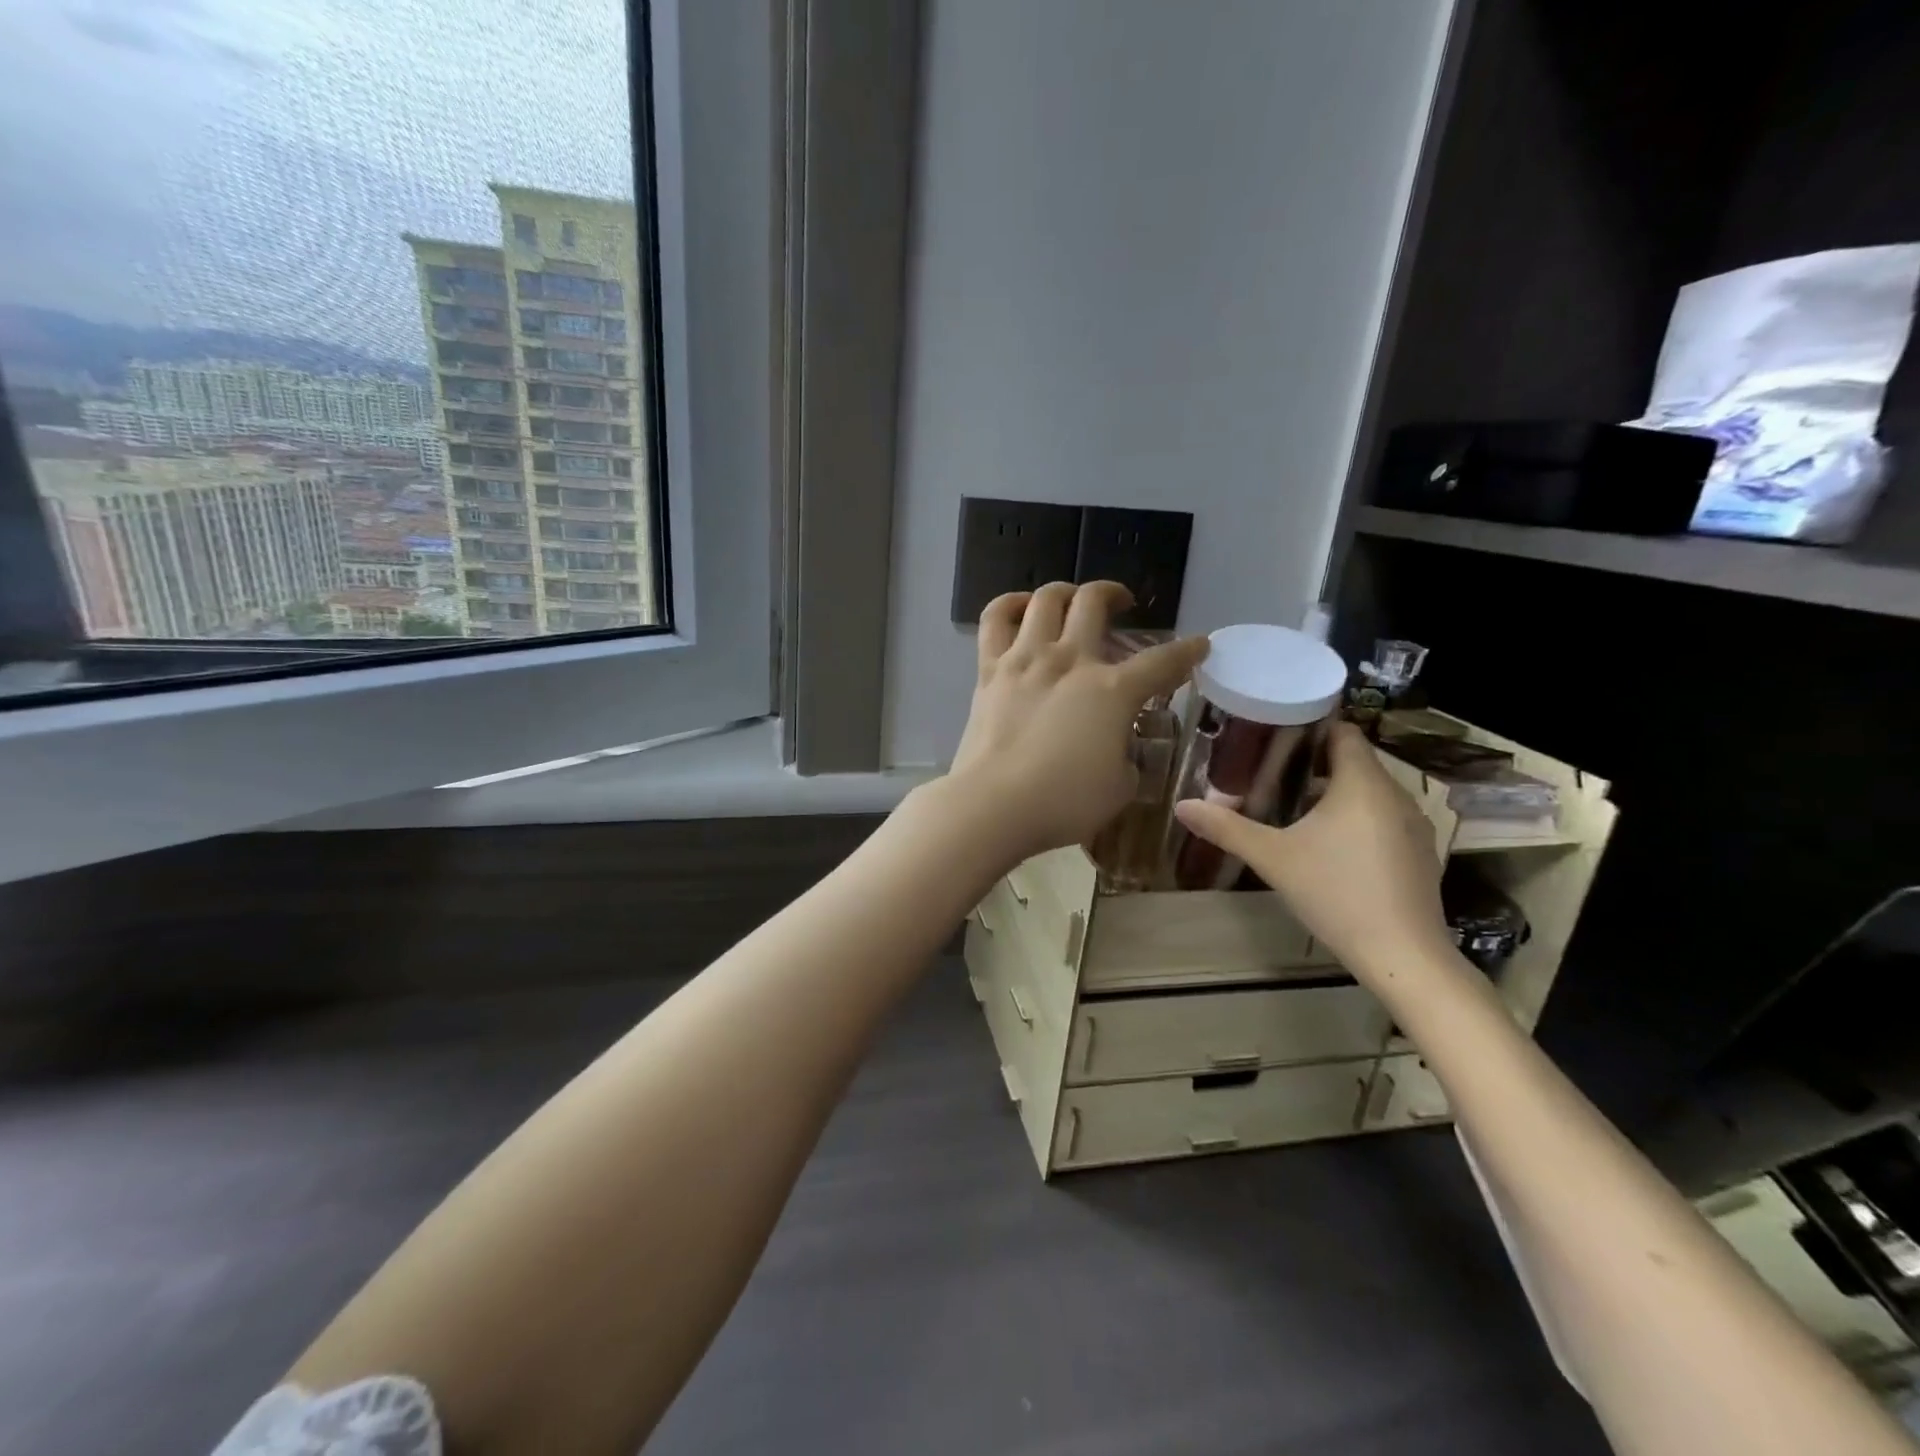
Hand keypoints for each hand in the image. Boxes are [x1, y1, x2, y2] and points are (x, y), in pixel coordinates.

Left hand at [947, 581, 1207, 863]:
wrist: (994, 806)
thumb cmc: (1064, 804)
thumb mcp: (1120, 788)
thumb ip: (1126, 757)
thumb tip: (1117, 747)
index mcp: (1112, 691)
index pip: (1162, 661)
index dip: (1187, 651)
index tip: (1199, 645)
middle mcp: (1070, 660)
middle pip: (1095, 603)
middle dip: (1116, 595)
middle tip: (1122, 604)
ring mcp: (1026, 659)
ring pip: (1047, 599)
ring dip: (1066, 592)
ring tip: (1072, 601)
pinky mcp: (989, 670)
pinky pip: (995, 619)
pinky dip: (1010, 604)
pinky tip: (1022, 608)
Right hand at [1174, 721, 1449, 978]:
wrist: (1402, 955)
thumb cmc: (1335, 892)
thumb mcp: (1272, 858)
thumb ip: (1227, 828)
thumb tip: (1182, 806)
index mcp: (1362, 783)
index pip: (1343, 733)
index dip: (1311, 729)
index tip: (1275, 739)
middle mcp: (1396, 795)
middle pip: (1355, 762)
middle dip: (1314, 765)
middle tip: (1270, 775)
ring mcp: (1414, 826)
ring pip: (1370, 793)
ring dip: (1336, 795)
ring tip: (1294, 810)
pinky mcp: (1420, 855)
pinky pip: (1384, 820)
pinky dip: (1357, 821)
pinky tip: (1330, 849)